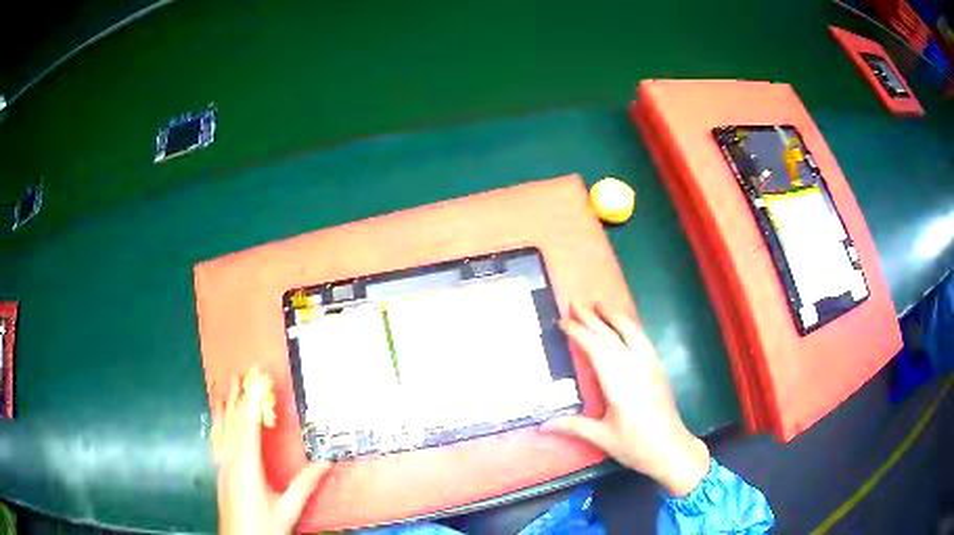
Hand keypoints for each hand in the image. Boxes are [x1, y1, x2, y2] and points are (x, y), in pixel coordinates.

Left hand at [213, 376, 329, 534]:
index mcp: (248, 466)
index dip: (253, 402)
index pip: (250, 427)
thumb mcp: (288, 508)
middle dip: (238, 398)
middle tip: (242, 375)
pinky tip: (218, 422)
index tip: (257, 381)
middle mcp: (231, 461)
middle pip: (234, 423)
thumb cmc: (263, 526)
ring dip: (226, 408)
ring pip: (223, 431)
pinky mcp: (220, 472)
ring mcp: (223, 466)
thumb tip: (325, 463)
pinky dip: (219, 426)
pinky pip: (218, 442)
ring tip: (225, 388)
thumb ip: (305, 484)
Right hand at [542, 303, 709, 496]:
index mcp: (618, 383)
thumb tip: (541, 425)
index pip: (596, 349)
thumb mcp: (602, 437)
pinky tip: (626, 326)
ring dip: (615, 317)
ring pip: (631, 333)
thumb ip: (573, 426)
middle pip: (611, 336)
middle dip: (592, 318)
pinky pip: (644, 340)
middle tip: (575, 303)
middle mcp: (634, 368)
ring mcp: (650, 366)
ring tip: (601, 304)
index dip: (579, 333)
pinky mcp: (659, 369)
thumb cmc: (635, 445)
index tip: (563, 321)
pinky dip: (631, 328)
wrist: (671, 449)